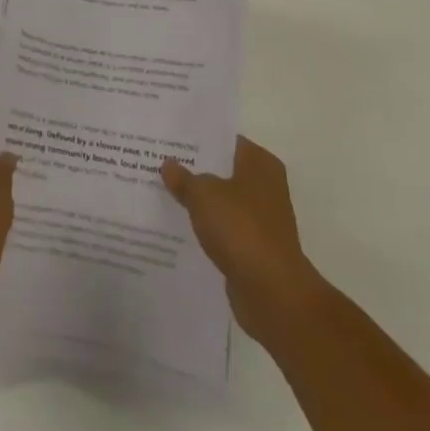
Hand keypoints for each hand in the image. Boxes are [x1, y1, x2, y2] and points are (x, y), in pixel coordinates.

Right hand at [162, 135, 326, 348]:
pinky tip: (177, 224)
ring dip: (198, 199)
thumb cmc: (241, 230)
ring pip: (221, 200)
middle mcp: (265, 185)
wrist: (272, 293)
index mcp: (260, 163)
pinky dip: (205, 226)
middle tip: (157, 161)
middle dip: (194, 168)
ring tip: (162, 191)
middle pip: (222, 169)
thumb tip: (168, 164)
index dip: (197, 137)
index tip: (169, 137)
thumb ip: (183, 178)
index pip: (224, 140)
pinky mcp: (254, 247)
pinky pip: (223, 227)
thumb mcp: (203, 195)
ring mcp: (261, 218)